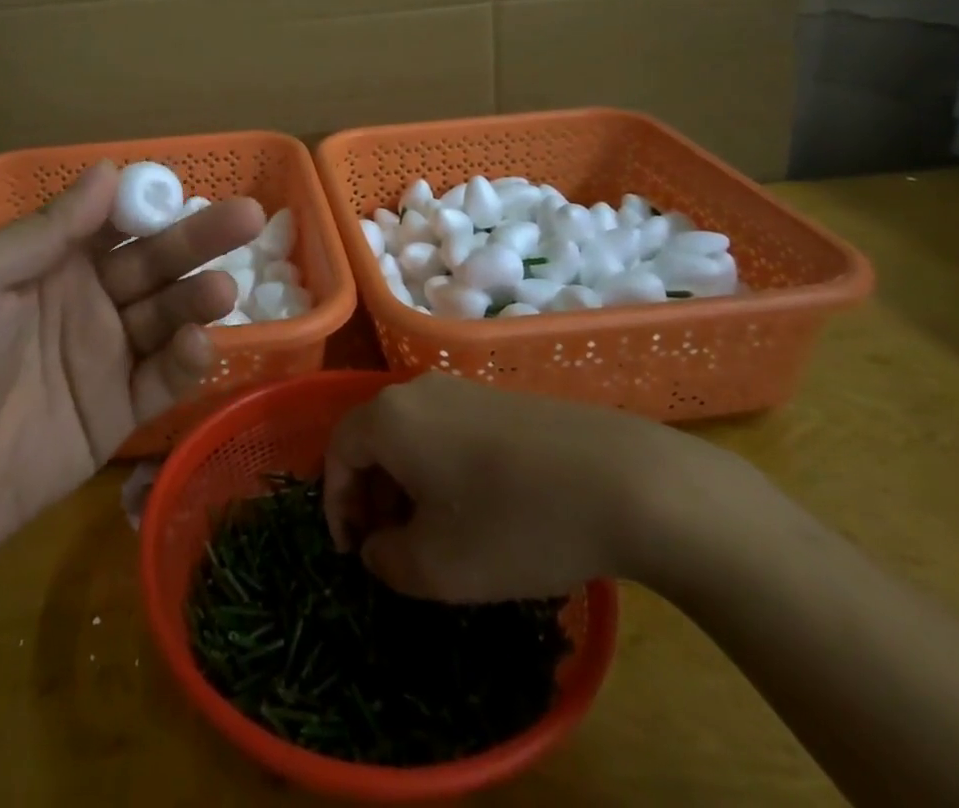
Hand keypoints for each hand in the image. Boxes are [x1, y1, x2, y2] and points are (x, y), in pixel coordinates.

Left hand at [0, 162, 262, 590]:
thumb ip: (46, 231)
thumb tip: (108, 170)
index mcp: (51, 263)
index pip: (115, 221)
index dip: (151, 203)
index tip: (188, 188)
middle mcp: (87, 302)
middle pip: (154, 262)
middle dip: (199, 239)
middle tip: (249, 217)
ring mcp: (105, 357)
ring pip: (167, 317)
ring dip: (197, 299)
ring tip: (222, 290)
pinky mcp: (118, 413)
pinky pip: (162, 380)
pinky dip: (188, 361)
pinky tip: (199, 345)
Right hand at [322, 372, 723, 601]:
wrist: (622, 481)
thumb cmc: (512, 523)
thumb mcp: (437, 568)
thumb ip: (387, 562)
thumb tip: (378, 547)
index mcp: (389, 417)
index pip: (337, 451)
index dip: (335, 505)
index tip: (353, 554)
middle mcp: (418, 391)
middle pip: (374, 440)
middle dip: (372, 497)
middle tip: (391, 549)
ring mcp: (464, 389)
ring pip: (413, 437)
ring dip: (409, 487)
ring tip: (436, 537)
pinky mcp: (501, 400)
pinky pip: (449, 432)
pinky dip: (444, 471)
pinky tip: (480, 511)